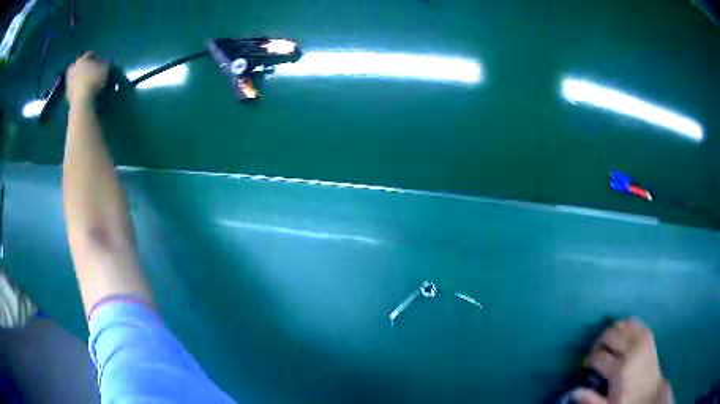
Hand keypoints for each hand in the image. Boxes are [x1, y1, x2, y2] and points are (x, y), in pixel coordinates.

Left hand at [66, 51, 108, 104]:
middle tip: (87, 68)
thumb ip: (105, 64)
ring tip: (85, 80)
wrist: (82, 102)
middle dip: (82, 65)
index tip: (98, 59)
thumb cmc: (93, 81)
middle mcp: (73, 69)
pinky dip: (76, 87)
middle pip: (77, 64)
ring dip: (78, 77)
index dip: (94, 56)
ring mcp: (69, 82)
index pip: (88, 54)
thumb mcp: (105, 69)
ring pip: (74, 76)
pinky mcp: (67, 95)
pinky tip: (82, 90)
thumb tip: (106, 62)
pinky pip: (73, 88)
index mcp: (81, 60)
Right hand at [572, 319, 672, 403]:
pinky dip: (626, 325)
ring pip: (622, 324)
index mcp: (620, 369)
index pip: (599, 356)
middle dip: (599, 342)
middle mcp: (631, 350)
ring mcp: (641, 340)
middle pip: (610, 335)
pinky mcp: (648, 336)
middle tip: (596, 353)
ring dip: (612, 332)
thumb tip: (573, 391)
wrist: (649, 395)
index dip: (589, 359)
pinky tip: (622, 336)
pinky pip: (635, 322)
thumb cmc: (627, 402)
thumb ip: (591, 399)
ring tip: (608, 344)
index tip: (586, 365)